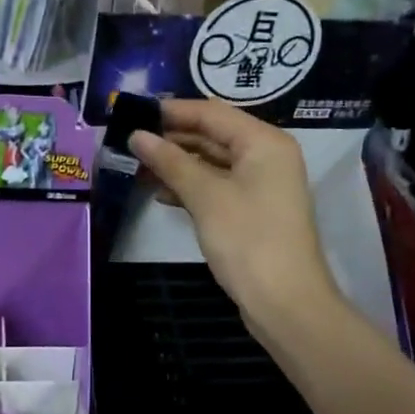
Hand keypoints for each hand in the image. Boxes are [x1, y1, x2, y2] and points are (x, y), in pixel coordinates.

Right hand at [128, 99, 337, 341]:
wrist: (284, 302)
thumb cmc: (247, 239)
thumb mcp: (205, 196)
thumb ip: (170, 162)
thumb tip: (136, 135)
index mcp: (264, 142)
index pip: (212, 113)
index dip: (172, 111)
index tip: (132, 112)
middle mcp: (267, 156)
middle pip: (213, 135)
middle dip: (172, 138)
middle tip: (129, 141)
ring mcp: (261, 185)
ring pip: (213, 162)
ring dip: (177, 164)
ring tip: (137, 166)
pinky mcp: (253, 211)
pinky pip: (217, 186)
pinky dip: (191, 186)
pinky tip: (161, 193)